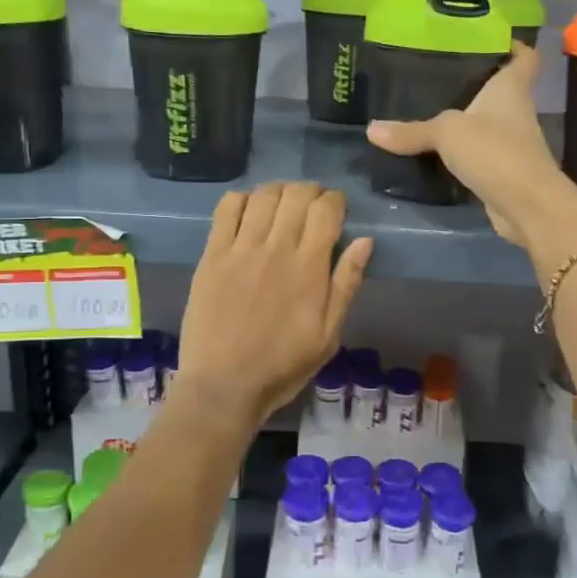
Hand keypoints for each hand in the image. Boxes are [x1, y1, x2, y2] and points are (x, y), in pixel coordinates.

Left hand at [177, 182, 372, 422]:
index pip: (326, 210)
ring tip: (283, 204)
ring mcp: (240, 250)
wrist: (223, 386)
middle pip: (296, 195)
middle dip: (310, 191)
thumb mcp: (328, 335)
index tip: (337, 209)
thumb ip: (346, 285)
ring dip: (279, 191)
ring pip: (263, 195)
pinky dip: (242, 199)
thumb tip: (364, 241)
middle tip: (312, 205)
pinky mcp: (212, 256)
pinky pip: (227, 209)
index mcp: (309, 268)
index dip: (335, 200)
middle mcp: (276, 249)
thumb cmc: (282, 366)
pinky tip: (249, 210)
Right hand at [367, 46, 576, 255]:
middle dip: (476, 83)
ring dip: (467, 121)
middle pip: (500, 90)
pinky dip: (462, 154)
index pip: (525, 58)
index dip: (513, 46)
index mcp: (510, 89)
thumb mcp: (447, 133)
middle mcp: (515, 112)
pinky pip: (479, 155)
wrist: (527, 206)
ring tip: (429, 110)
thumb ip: (412, 131)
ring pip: (487, 124)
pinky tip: (436, 153)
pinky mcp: (503, 173)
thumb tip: (371, 129)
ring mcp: (511, 144)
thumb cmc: (495, 151)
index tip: (491, 40)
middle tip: (438, 74)